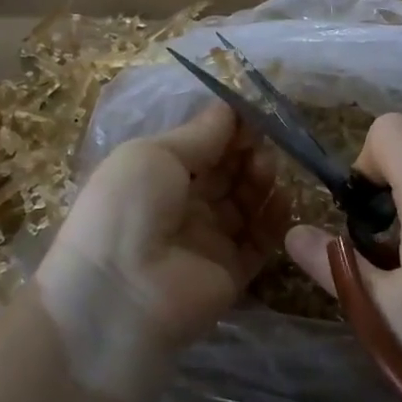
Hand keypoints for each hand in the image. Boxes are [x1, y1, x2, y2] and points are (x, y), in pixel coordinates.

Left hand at [35, 104, 287, 401]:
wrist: (120, 293)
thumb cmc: (128, 206)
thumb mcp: (155, 154)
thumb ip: (200, 134)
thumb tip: (233, 108)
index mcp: (157, 174)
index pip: (202, 146)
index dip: (228, 130)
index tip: (254, 116)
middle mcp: (183, 205)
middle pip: (226, 173)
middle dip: (247, 153)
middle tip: (261, 145)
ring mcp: (208, 240)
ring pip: (246, 203)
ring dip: (260, 181)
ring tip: (266, 171)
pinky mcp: (231, 272)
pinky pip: (260, 240)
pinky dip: (274, 219)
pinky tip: (282, 199)